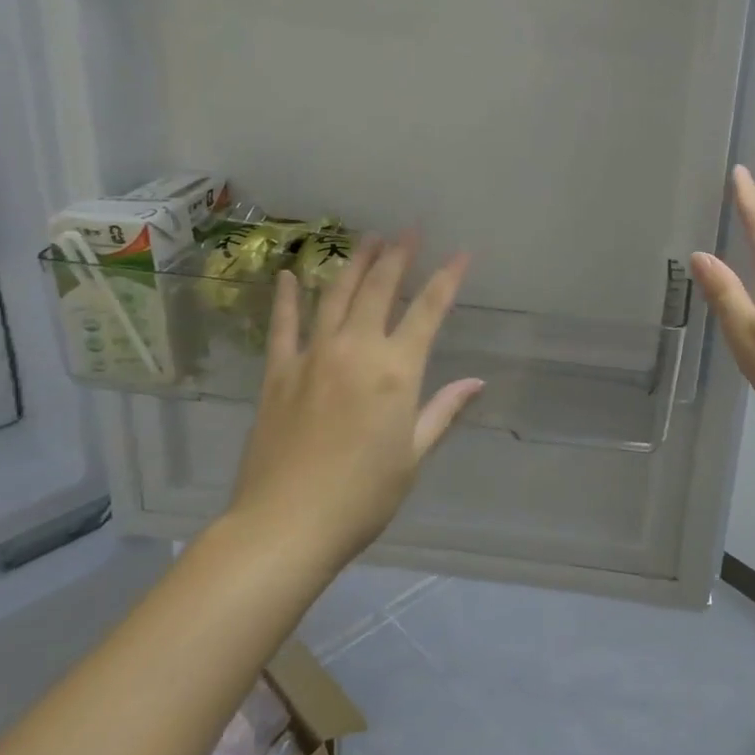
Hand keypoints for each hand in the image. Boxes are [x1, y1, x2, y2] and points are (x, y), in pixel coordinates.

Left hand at [228, 235, 481, 567]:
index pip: (428, 310)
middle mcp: (356, 350)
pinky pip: (284, 325)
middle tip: (408, 230)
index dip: (448, 278)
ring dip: (354, 263)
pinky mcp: (278, 372)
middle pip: (379, 288)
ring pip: (335, 295)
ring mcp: (313, 356)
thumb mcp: (413, 455)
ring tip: (367, 238)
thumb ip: (443, 411)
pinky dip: (287, 297)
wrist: (286, 525)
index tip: (461, 253)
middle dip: (398, 255)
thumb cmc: (363, 496)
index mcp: (396, 370)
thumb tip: (476, 382)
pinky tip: (288, 274)